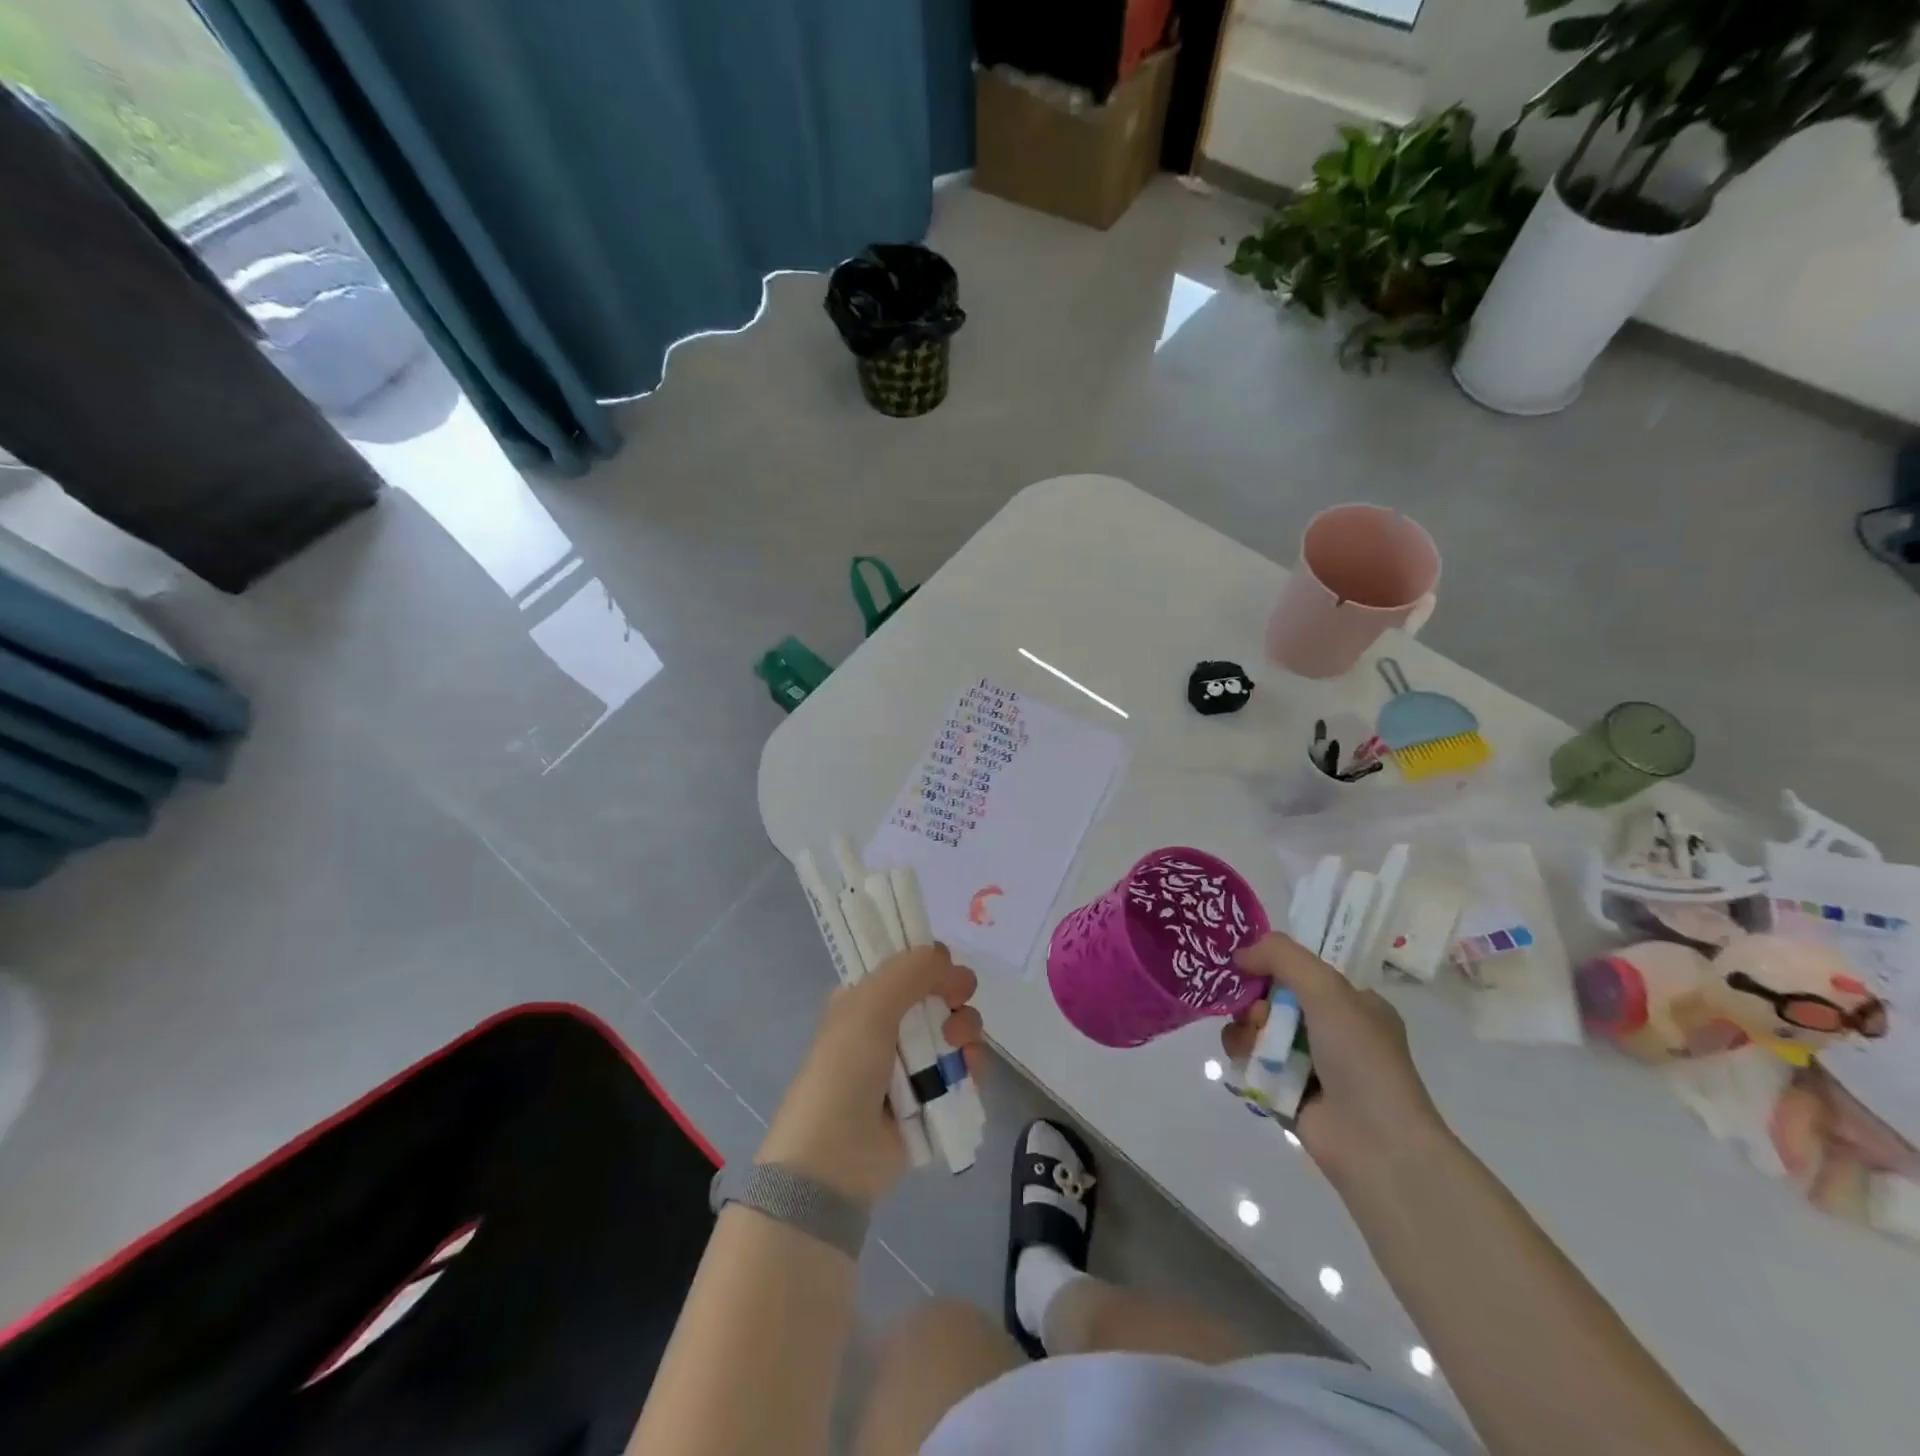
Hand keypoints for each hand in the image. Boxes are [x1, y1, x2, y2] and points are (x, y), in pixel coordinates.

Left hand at [757, 944, 982, 1205]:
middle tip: (957, 1001)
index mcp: (864, 1001)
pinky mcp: (931, 1099)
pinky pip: (963, 1070)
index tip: (945, 967)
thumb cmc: (844, 1071)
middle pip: (937, 995)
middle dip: (954, 994)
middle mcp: (887, 1028)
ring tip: (960, 1044)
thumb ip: (909, 971)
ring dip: (966, 1029)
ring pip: (954, 1030)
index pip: (905, 968)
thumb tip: (942, 953)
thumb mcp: (868, 1007)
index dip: (929, 962)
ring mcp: (910, 1065)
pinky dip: (972, 1065)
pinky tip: (970, 1069)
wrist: (835, 1160)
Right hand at [1223, 934, 1447, 1187]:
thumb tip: (1239, 955)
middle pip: (1272, 998)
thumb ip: (1282, 957)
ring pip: (1257, 1028)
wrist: (1376, 1144)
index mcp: (1354, 1003)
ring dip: (1247, 1030)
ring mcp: (1309, 1062)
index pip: (1301, 971)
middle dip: (1256, 1002)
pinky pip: (1251, 1060)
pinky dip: (1244, 1057)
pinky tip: (1249, 1063)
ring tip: (1256, 1046)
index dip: (1271, 966)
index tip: (1247, 967)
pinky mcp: (1286, 1089)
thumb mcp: (1327, 990)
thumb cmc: (1360, 1059)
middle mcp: (1331, 1029)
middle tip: (1259, 1016)